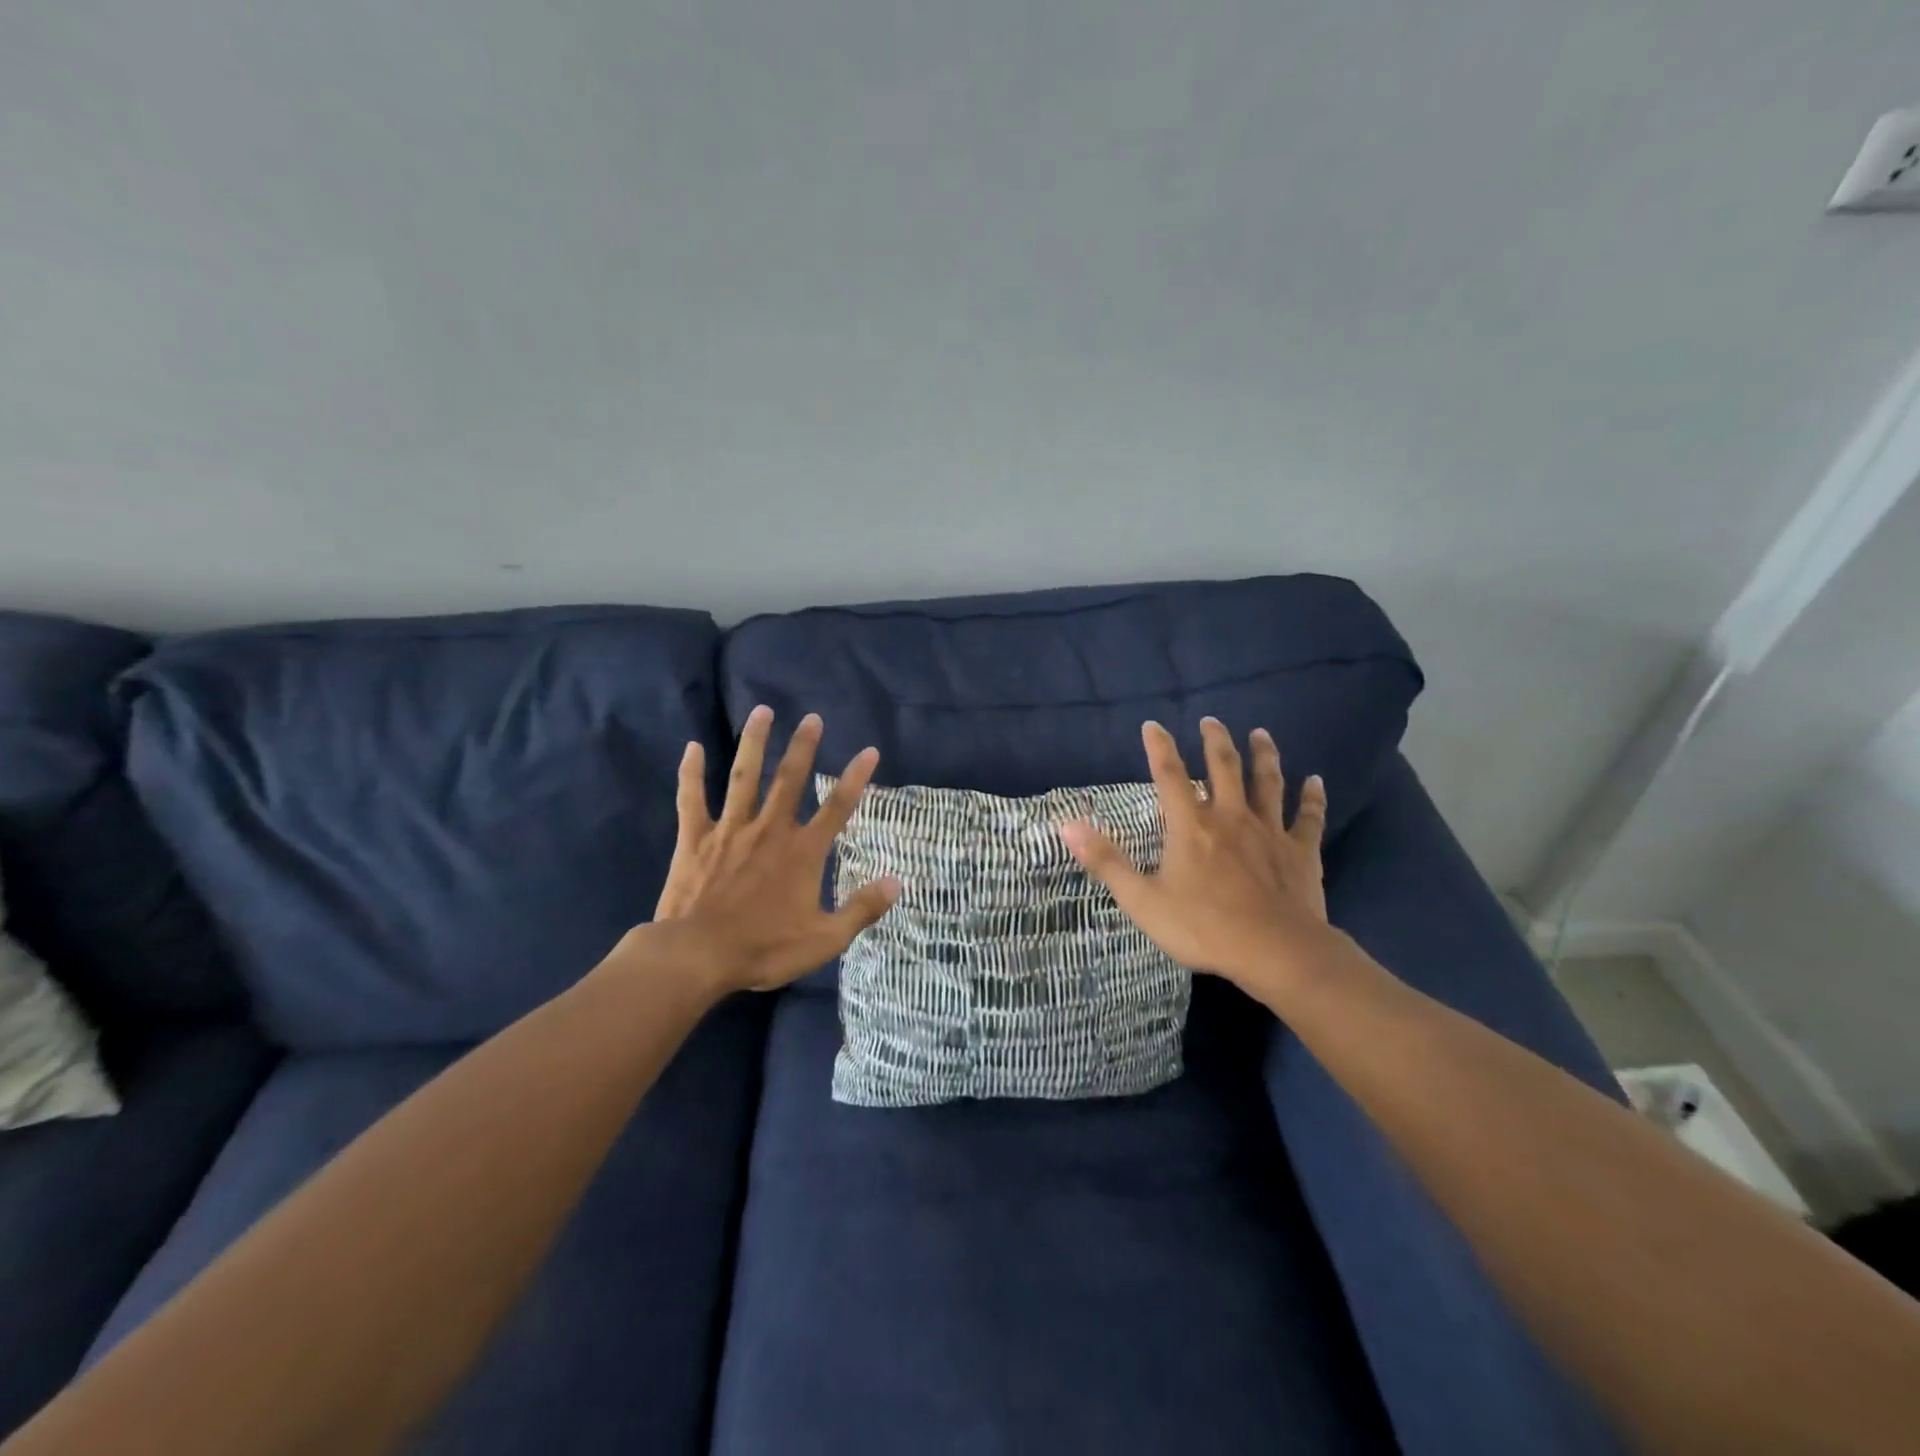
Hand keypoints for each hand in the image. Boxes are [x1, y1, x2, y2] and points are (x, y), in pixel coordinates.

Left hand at [645, 707, 899, 994]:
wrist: (698, 956)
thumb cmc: (764, 948)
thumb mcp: (824, 939)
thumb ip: (862, 908)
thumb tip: (898, 882)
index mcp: (803, 852)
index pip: (838, 807)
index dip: (856, 778)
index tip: (869, 751)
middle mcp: (770, 830)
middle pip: (790, 779)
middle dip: (804, 746)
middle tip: (812, 717)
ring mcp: (730, 830)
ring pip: (744, 776)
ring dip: (755, 743)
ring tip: (763, 711)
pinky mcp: (696, 839)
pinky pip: (693, 798)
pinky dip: (691, 773)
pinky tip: (692, 747)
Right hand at [1060, 718, 1335, 999]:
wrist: (1276, 952)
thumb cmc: (1203, 927)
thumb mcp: (1142, 900)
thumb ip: (1106, 861)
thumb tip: (1067, 824)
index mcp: (1191, 826)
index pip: (1170, 775)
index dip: (1159, 747)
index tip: (1153, 725)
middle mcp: (1230, 817)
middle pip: (1224, 767)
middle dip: (1215, 741)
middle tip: (1211, 721)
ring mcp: (1269, 831)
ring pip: (1268, 783)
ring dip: (1264, 756)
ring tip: (1261, 734)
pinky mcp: (1301, 851)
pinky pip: (1308, 818)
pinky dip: (1313, 798)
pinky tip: (1317, 782)